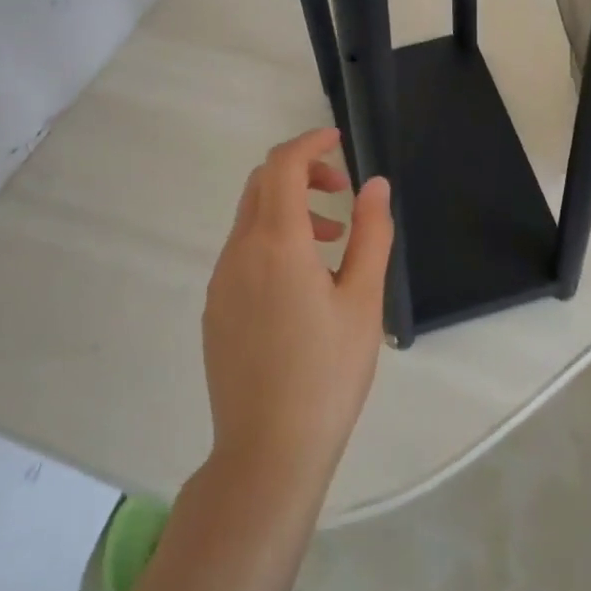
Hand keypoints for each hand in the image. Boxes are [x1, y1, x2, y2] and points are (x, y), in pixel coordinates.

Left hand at [202, 128, 394, 507]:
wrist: (268, 451)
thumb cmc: (327, 373)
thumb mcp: (364, 301)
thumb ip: (371, 234)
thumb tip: (375, 185)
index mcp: (277, 243)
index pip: (284, 166)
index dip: (310, 143)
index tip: (339, 140)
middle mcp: (239, 252)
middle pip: (261, 184)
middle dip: (301, 172)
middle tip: (342, 192)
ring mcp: (220, 281)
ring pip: (250, 218)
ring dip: (288, 208)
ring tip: (331, 239)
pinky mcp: (215, 308)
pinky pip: (241, 251)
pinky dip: (272, 239)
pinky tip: (301, 280)